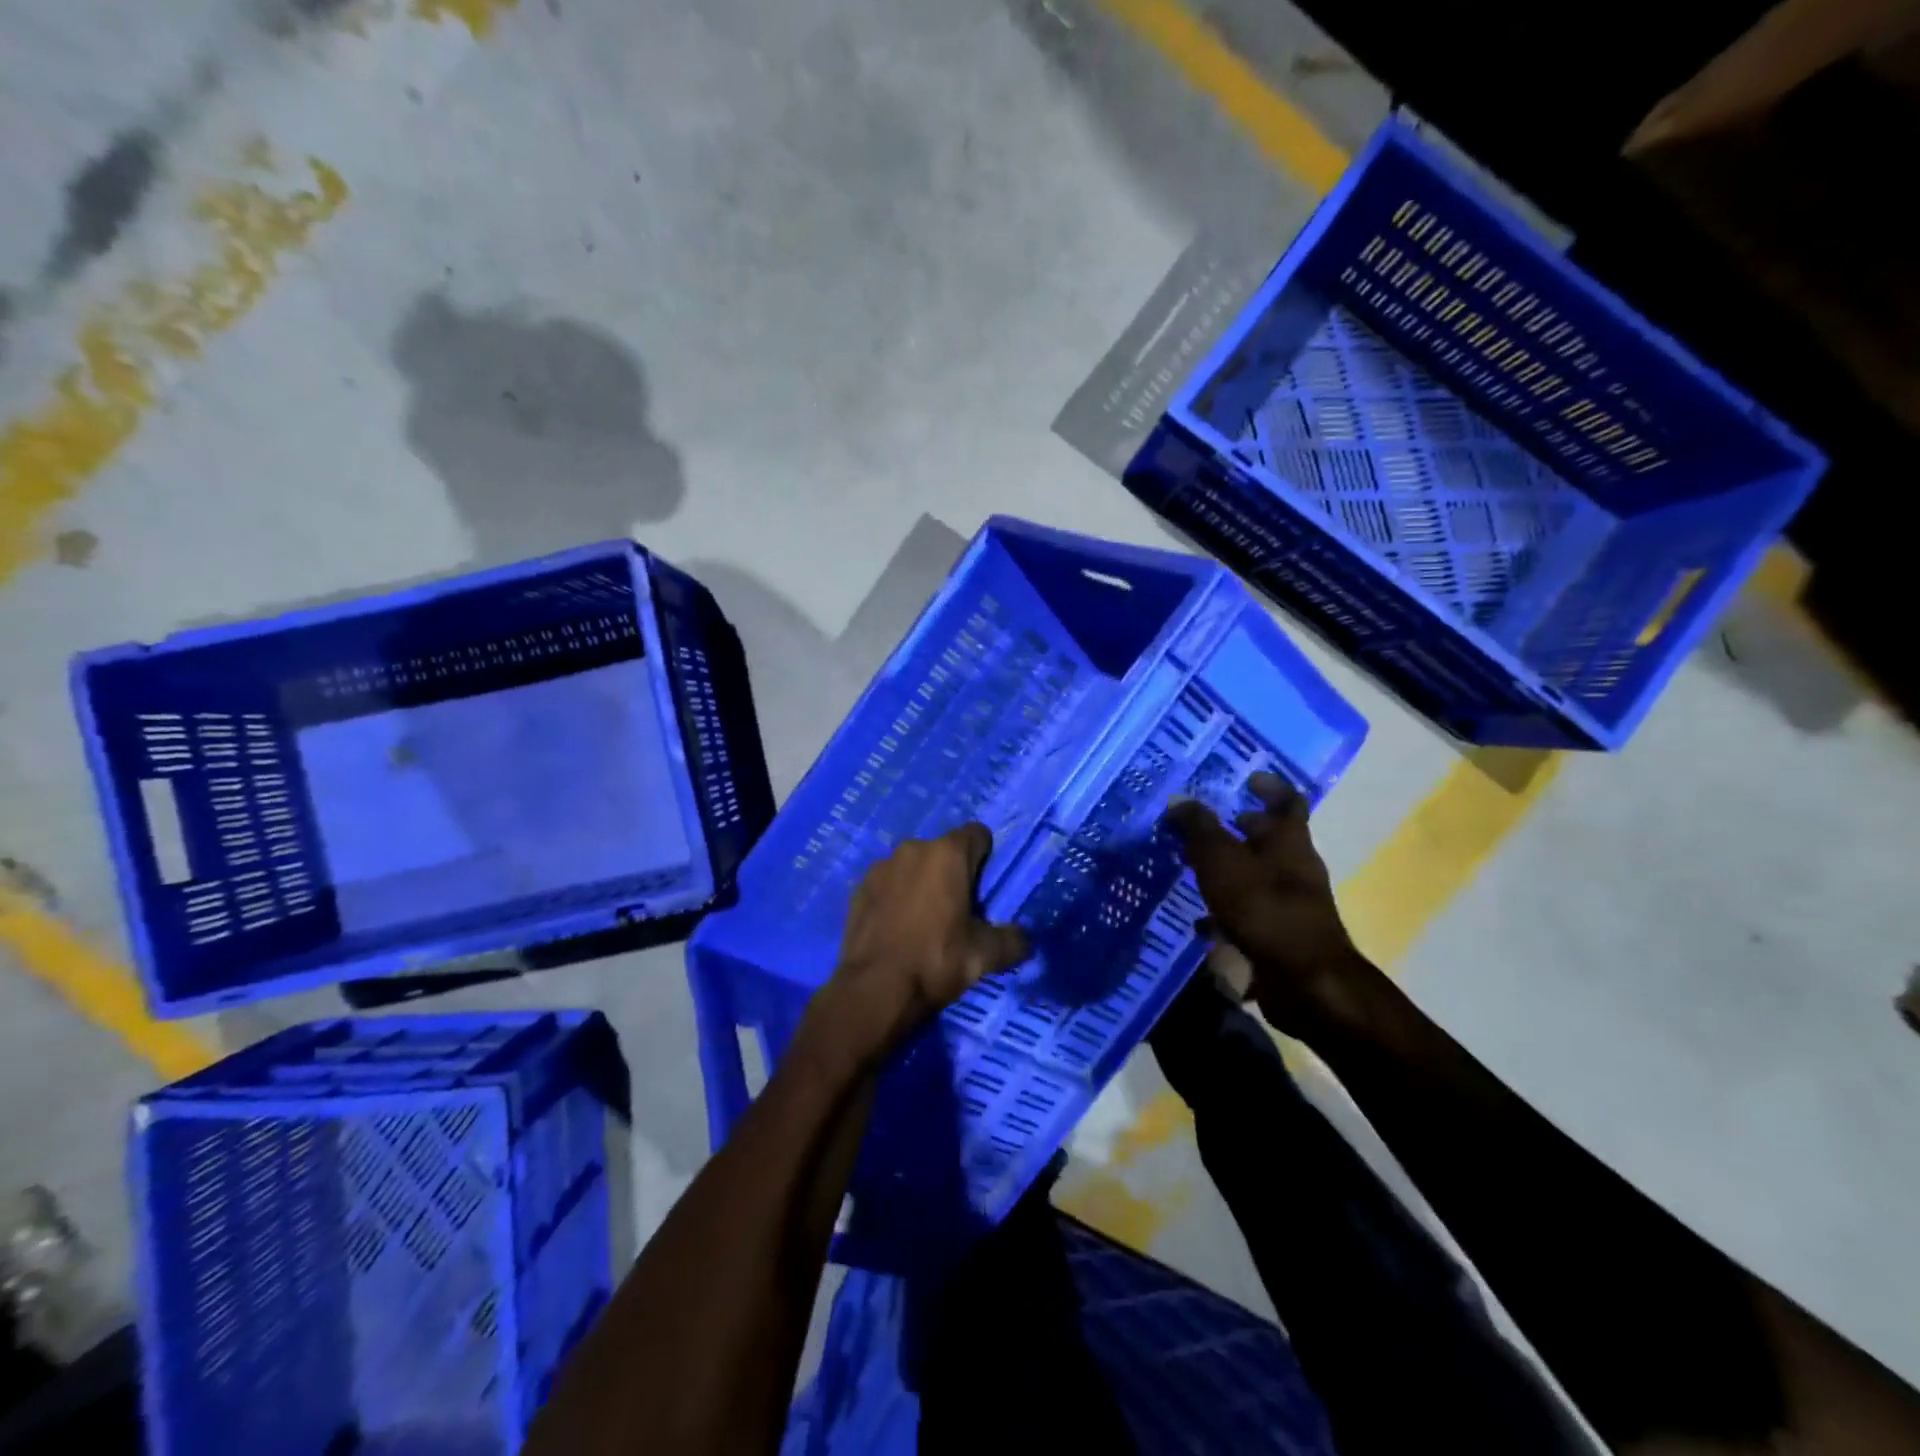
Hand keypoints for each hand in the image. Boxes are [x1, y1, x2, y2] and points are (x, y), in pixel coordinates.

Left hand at [818, 824, 1029, 1059]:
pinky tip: (897, 929)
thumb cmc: (935, 961)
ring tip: (924, 922)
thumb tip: (1024, 939)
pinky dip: (895, 898)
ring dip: (921, 884)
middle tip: (958, 911)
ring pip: (912, 867)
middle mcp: (912, 849)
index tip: (985, 890)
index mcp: (947, 854)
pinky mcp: (858, 889)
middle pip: (943, 851)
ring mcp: (880, 867)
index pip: (978, 834)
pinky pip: (887, 885)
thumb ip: (1012, 940)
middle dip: (952, 873)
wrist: (874, 990)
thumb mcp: (985, 955)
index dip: (986, 858)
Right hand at [1165, 773, 1375, 1036]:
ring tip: (1193, 867)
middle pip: (1271, 839)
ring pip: (1257, 875)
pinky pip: (1250, 911)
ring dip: (1229, 868)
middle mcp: (1295, 868)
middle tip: (1204, 824)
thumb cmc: (1264, 909)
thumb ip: (1199, 829)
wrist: (1304, 983)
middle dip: (1240, 828)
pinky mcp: (1280, 935)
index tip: (1249, 778)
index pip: (1289, 802)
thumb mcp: (1222, 861)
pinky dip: (1226, 908)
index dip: (1271, 787)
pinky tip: (1199, 918)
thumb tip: (1180, 800)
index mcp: (1289, 842)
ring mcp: (1290, 904)